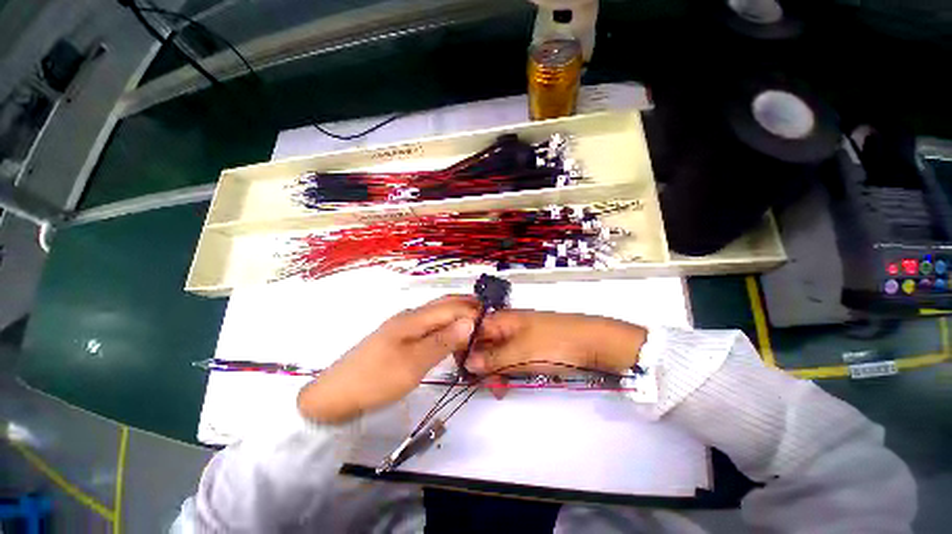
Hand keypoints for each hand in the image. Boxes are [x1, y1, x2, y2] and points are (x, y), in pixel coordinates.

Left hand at [298, 295, 479, 423]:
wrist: (335, 395)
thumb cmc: (377, 379)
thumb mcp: (414, 363)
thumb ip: (443, 341)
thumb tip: (470, 322)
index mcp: (414, 318)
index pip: (450, 307)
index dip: (472, 310)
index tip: (492, 319)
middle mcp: (410, 316)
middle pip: (443, 305)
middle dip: (466, 307)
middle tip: (487, 316)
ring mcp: (403, 327)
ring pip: (436, 315)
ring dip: (456, 316)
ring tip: (474, 326)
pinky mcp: (399, 338)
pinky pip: (428, 326)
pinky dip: (444, 327)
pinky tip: (449, 336)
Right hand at [465, 310, 645, 378]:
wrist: (593, 342)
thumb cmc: (553, 344)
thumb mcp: (519, 353)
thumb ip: (491, 359)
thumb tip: (467, 362)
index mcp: (502, 319)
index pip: (472, 332)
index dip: (466, 351)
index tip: (466, 374)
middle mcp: (508, 324)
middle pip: (484, 343)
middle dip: (482, 365)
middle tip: (490, 388)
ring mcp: (520, 334)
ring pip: (498, 352)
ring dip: (495, 371)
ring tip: (501, 390)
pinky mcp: (531, 345)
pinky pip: (512, 356)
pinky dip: (508, 369)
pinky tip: (510, 382)